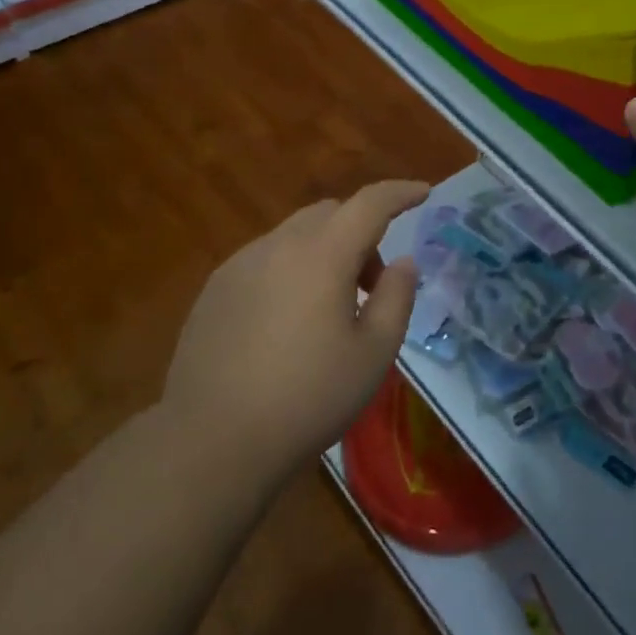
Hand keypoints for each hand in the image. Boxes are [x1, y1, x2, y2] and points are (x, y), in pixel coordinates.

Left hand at [163, 180, 428, 476]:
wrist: (211, 442)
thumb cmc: (307, 398)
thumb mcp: (373, 354)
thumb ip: (397, 298)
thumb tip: (402, 262)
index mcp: (322, 255)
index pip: (370, 203)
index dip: (401, 193)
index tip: (424, 193)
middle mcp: (278, 245)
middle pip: (330, 212)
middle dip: (361, 232)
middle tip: (373, 284)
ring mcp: (240, 264)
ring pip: (295, 234)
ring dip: (324, 251)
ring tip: (329, 308)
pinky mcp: (215, 289)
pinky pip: (265, 258)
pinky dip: (291, 268)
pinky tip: (286, 322)